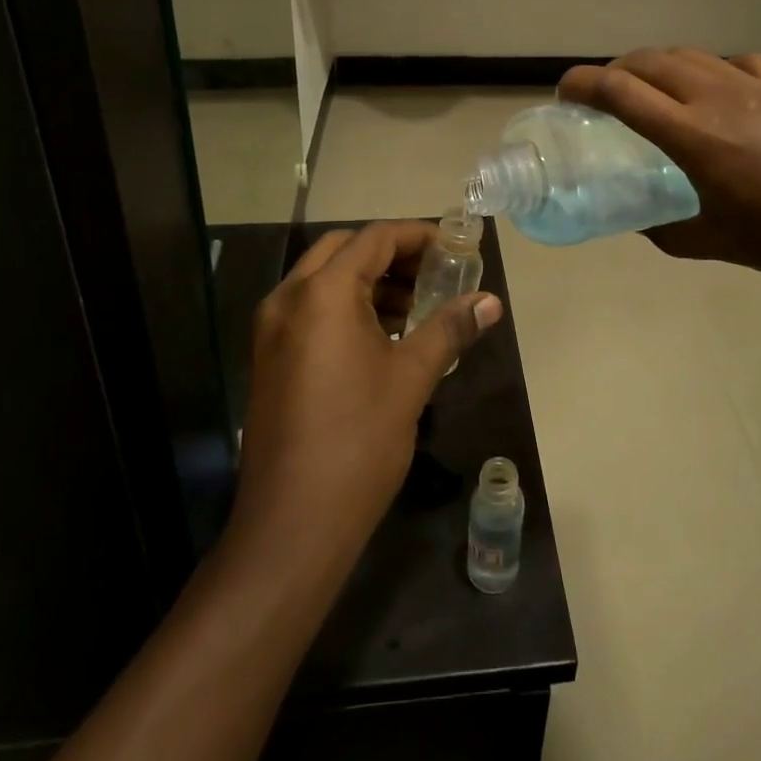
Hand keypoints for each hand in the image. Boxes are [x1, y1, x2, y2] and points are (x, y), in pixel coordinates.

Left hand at [232, 221, 503, 561]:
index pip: (375, 238)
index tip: (455, 246)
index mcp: (322, 293)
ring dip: (370, 280)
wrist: (291, 525)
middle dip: (392, 254)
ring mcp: (272, 328)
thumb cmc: (358, 440)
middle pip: (344, 250)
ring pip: (324, 279)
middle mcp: (288, 298)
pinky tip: (383, 335)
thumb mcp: (411, 378)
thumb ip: (450, 328)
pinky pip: (311, 308)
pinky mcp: (270, 357)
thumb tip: (490, 303)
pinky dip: (347, 306)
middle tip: (435, 271)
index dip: (418, 235)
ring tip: (416, 306)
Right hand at [559, 50, 760, 303]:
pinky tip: (720, 94)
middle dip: (616, 70)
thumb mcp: (718, 243)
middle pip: (650, 61)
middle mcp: (720, 98)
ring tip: (655, 91)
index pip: (620, 92)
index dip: (583, 85)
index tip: (565, 93)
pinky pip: (736, 63)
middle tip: (604, 95)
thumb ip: (667, 229)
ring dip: (660, 67)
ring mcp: (760, 85)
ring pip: (692, 55)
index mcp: (694, 137)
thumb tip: (639, 220)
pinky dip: (710, 71)